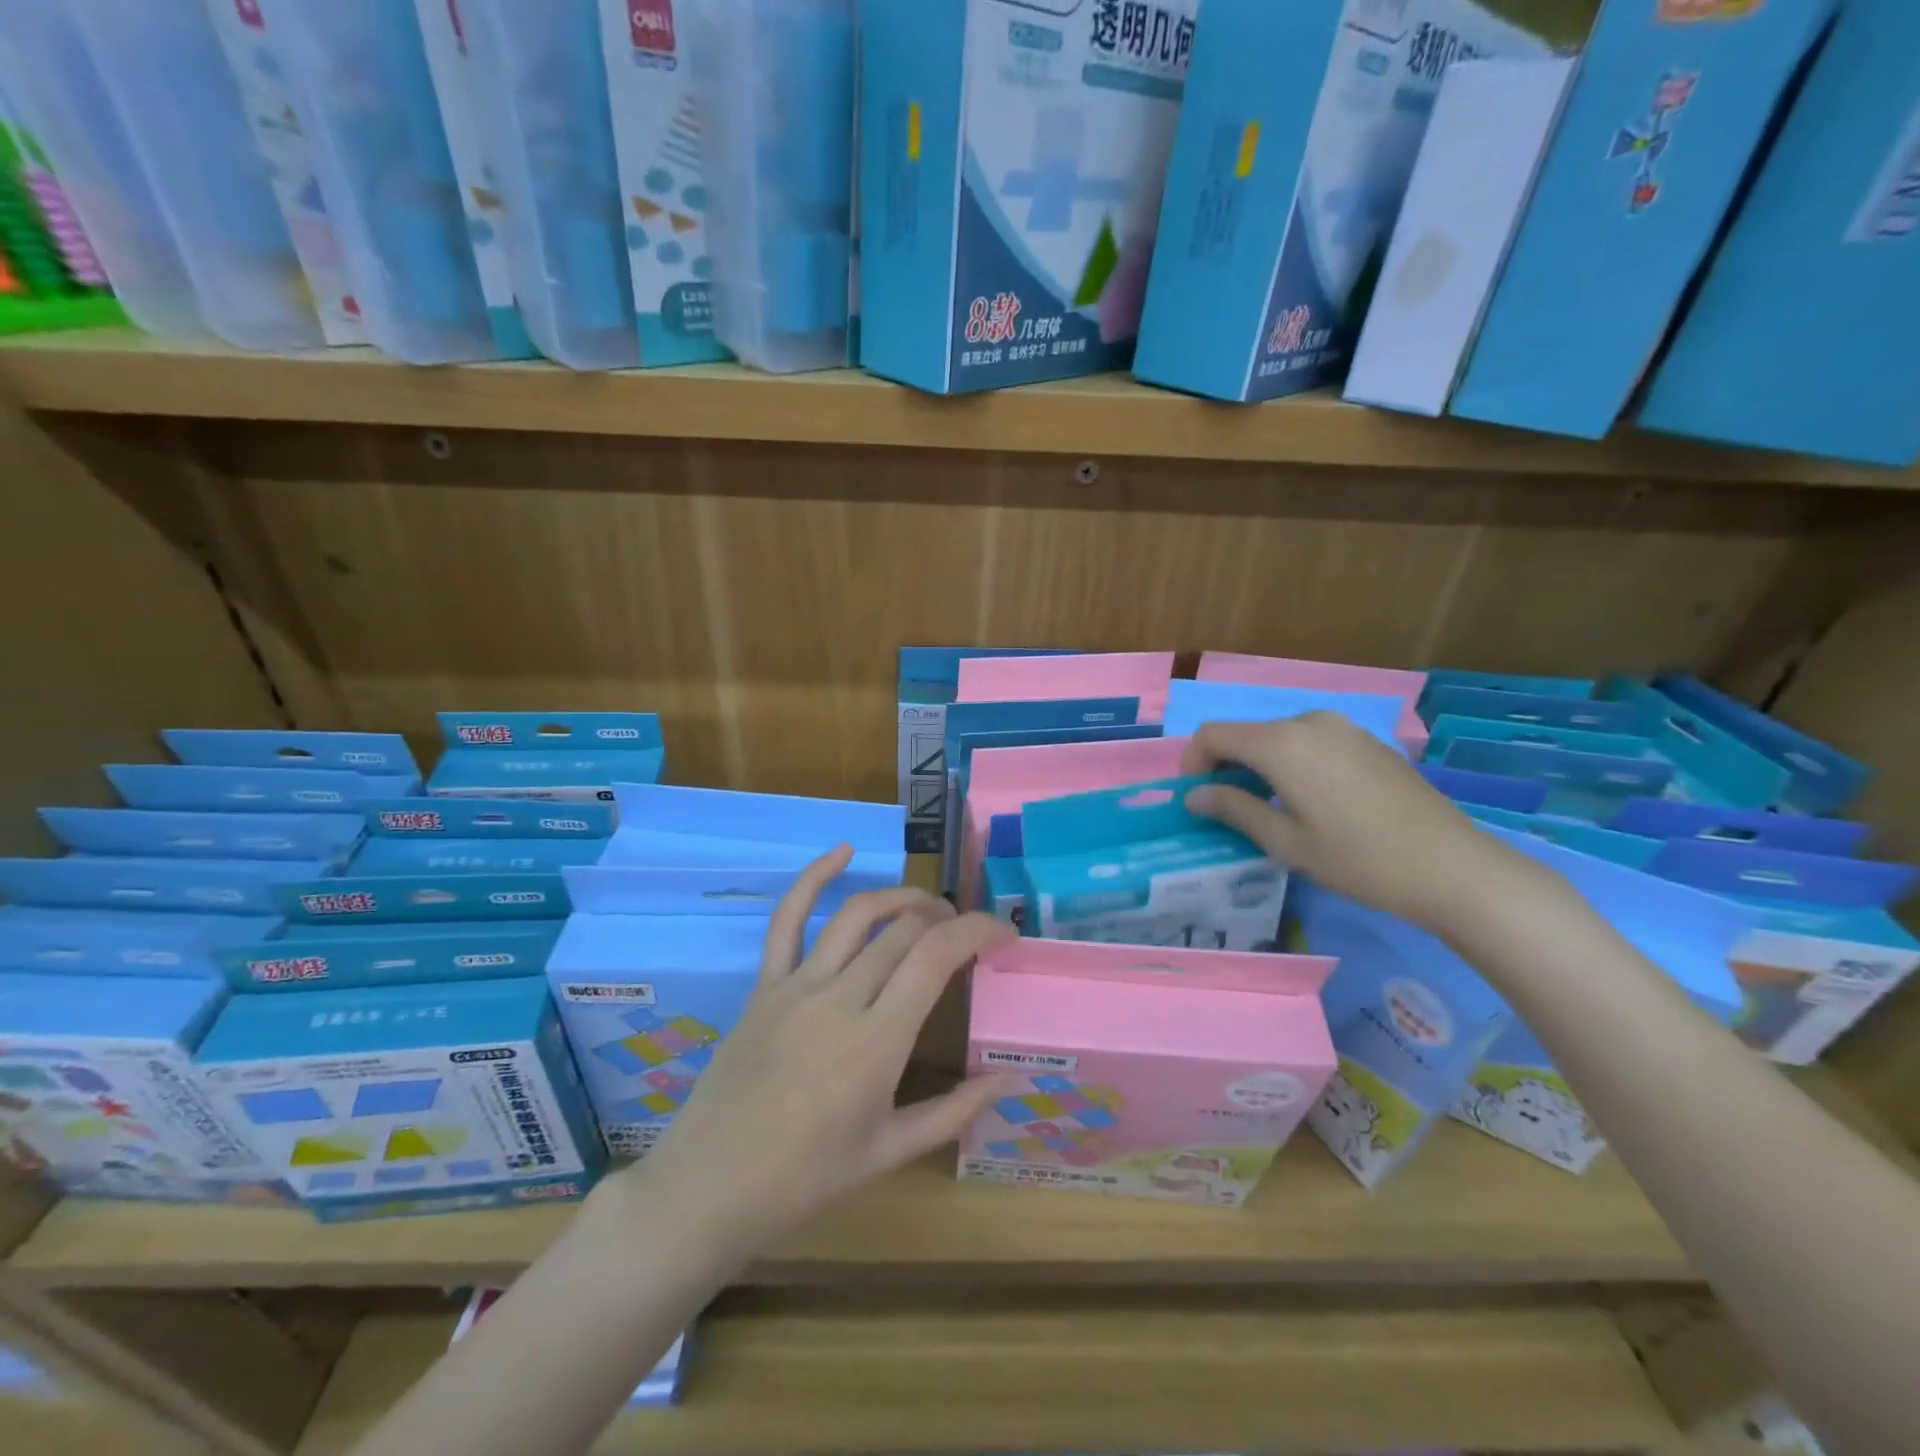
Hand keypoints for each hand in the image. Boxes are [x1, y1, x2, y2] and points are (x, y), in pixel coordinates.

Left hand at [614, 847, 1014, 1262]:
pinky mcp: (764, 985)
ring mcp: (796, 986)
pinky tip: (842, 851)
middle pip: (903, 931)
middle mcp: (839, 1000)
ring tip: (927, 907)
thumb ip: (953, 1112)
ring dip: (900, 898)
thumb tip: (1007, 1079)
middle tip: (966, 936)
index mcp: (876, 1043)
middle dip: (946, 920)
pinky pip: (787, 919)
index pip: (937, 957)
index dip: (978, 930)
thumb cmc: (805, 1180)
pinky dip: (814, 878)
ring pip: (856, 915)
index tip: (1004, 934)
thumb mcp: (889, 1153)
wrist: (708, 1189)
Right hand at [1180, 712, 1559, 935]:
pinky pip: (1313, 743)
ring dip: (1261, 765)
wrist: (1453, 867)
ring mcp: (1344, 728)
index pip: (1213, 735)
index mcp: (1282, 743)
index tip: (1195, 798)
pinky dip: (1294, 763)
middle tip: (1228, 809)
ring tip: (1270, 808)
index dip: (1193, 762)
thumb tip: (1194, 795)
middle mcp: (1309, 722)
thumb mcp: (1285, 842)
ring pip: (1280, 738)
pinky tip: (1313, 802)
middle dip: (1227, 766)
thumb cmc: (1358, 859)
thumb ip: (1234, 809)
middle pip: (1247, 734)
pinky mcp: (1369, 742)